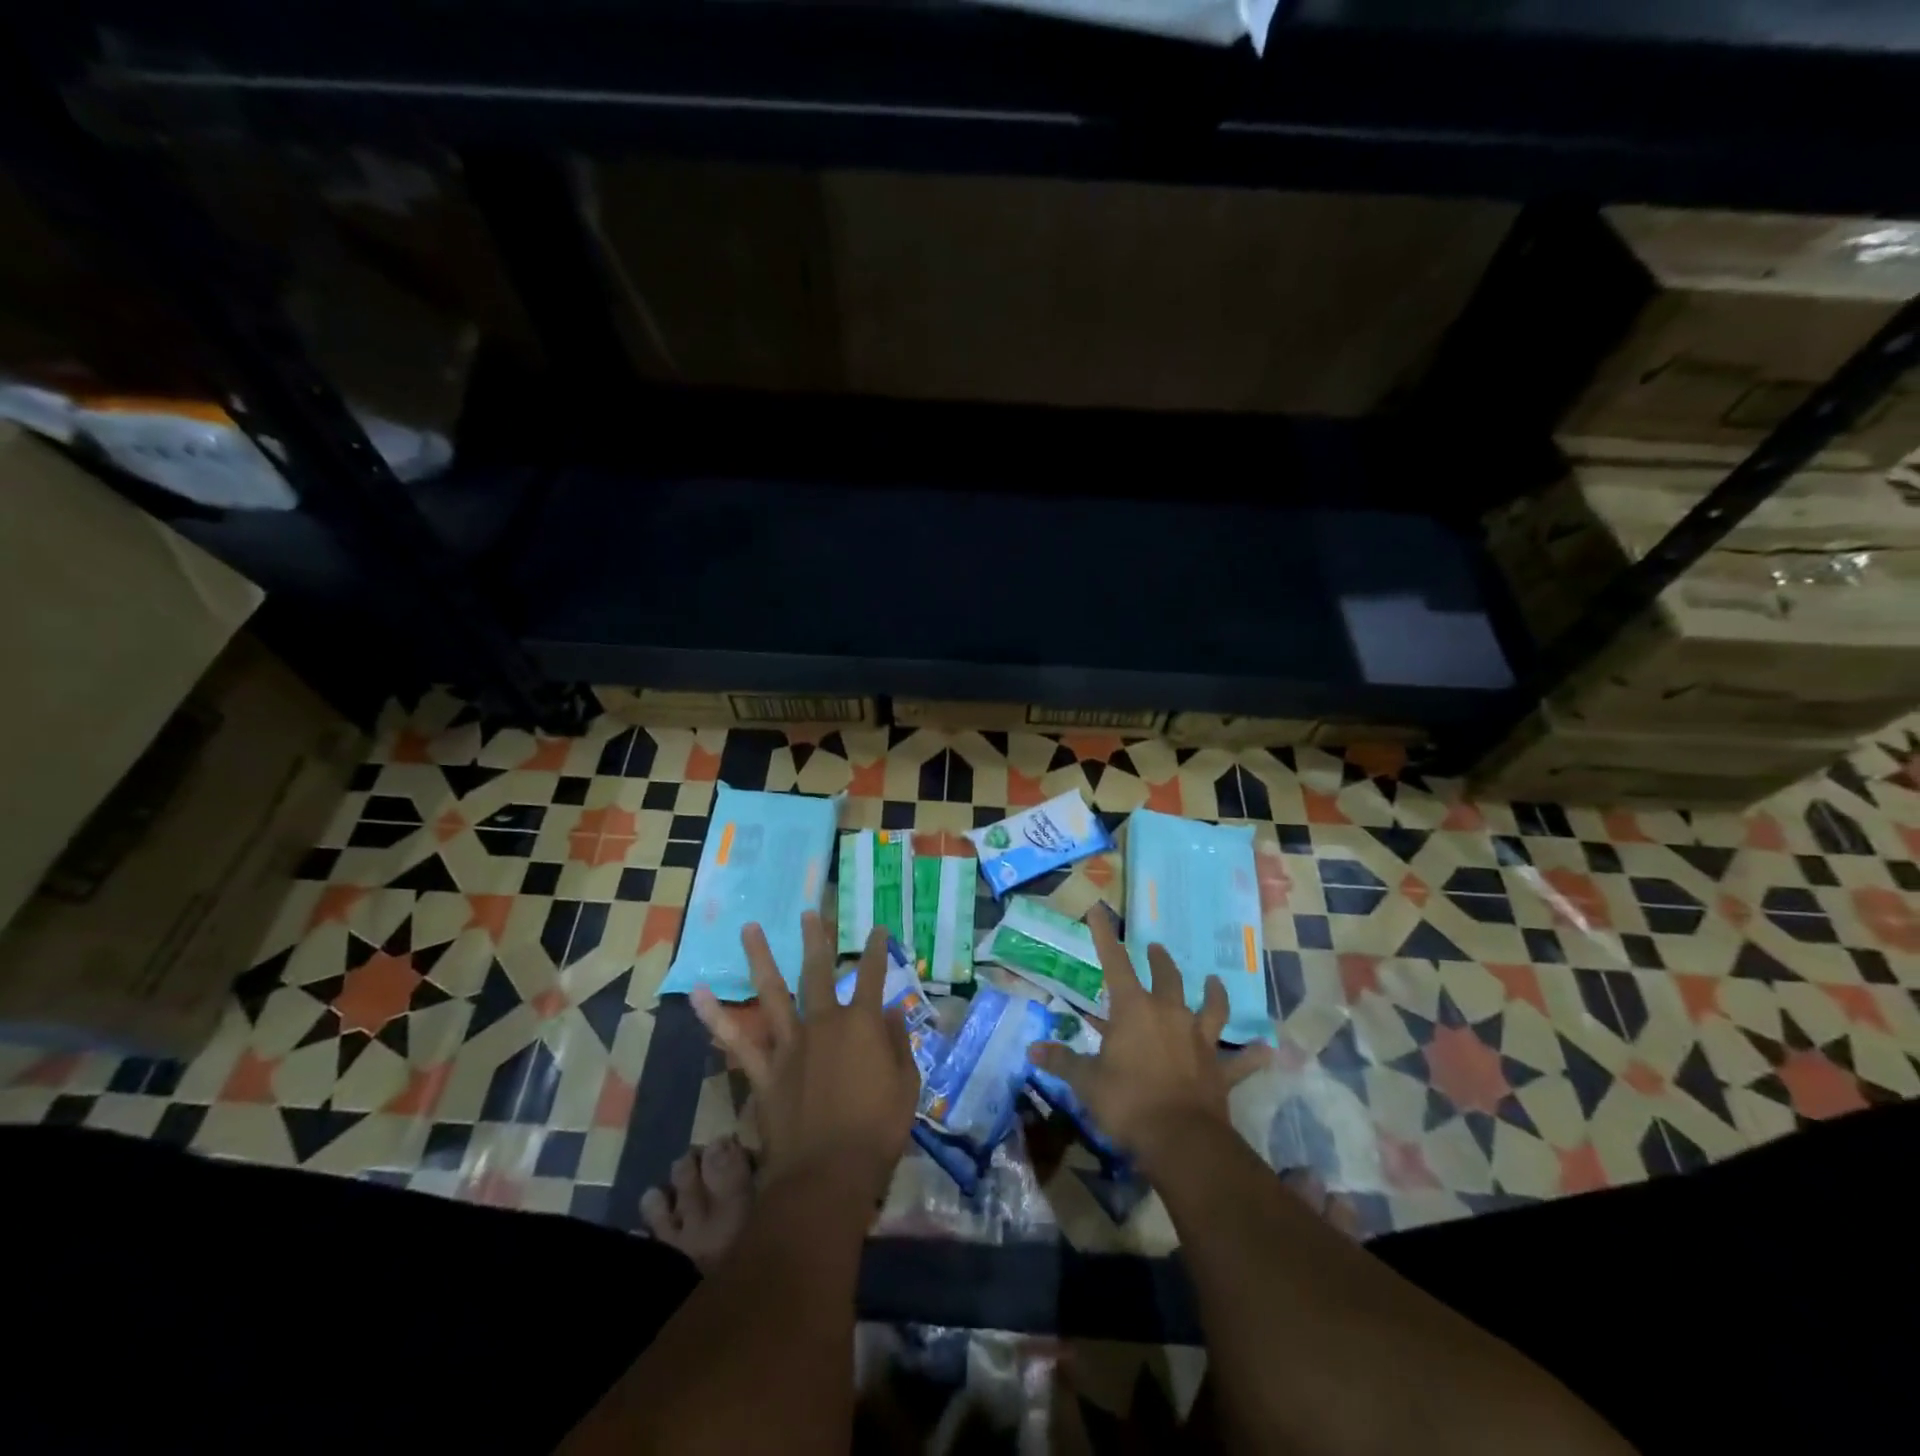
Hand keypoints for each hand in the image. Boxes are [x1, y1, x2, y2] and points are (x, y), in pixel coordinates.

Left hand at [693, 914, 918, 1205]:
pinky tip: (698, 994)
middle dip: (816, 939)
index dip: (876, 951)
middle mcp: (823, 1023)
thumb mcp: (906, 1086)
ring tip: (748, 928)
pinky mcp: (764, 1071)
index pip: (872, 976)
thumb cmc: (877, 1132)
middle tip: (809, 913)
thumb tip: (888, 1012)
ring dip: (760, 958)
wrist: (828, 1175)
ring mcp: (789, 1044)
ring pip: (772, 992)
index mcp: (861, 1025)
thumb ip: (897, 1044)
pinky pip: (736, 1040)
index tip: (876, 929)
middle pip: (818, 972)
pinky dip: (715, 1017)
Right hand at [1027, 906, 1268, 1173]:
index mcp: (1134, 1010)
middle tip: (1157, 948)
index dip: (1104, 935)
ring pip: (1211, 1007)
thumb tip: (1033, 1050)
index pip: (1114, 963)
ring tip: (1215, 981)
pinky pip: (1241, 1060)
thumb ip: (1062, 1062)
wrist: (1180, 1139)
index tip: (1099, 910)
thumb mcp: (1086, 1082)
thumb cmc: (1127, 1102)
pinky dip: (1252, 1055)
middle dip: (1160, 960)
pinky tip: (1267, 1050)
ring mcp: (1199, 1040)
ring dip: (1214, 993)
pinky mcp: (1220, 1070)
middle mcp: (1170, 1014)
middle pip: (1167, 977)